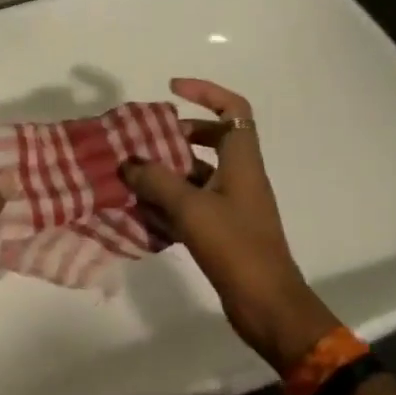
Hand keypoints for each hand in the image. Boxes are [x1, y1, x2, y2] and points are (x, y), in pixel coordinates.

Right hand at [121, 78, 341, 371]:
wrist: (268, 305)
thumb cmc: (236, 248)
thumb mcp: (190, 209)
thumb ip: (156, 181)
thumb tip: (127, 163)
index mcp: (242, 162)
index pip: (233, 110)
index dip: (206, 92)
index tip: (172, 89)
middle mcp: (240, 177)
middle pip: (214, 138)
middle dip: (179, 134)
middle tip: (146, 138)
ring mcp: (234, 204)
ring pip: (199, 173)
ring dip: (169, 170)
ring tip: (133, 174)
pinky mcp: (225, 230)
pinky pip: (194, 202)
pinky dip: (170, 200)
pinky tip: (143, 209)